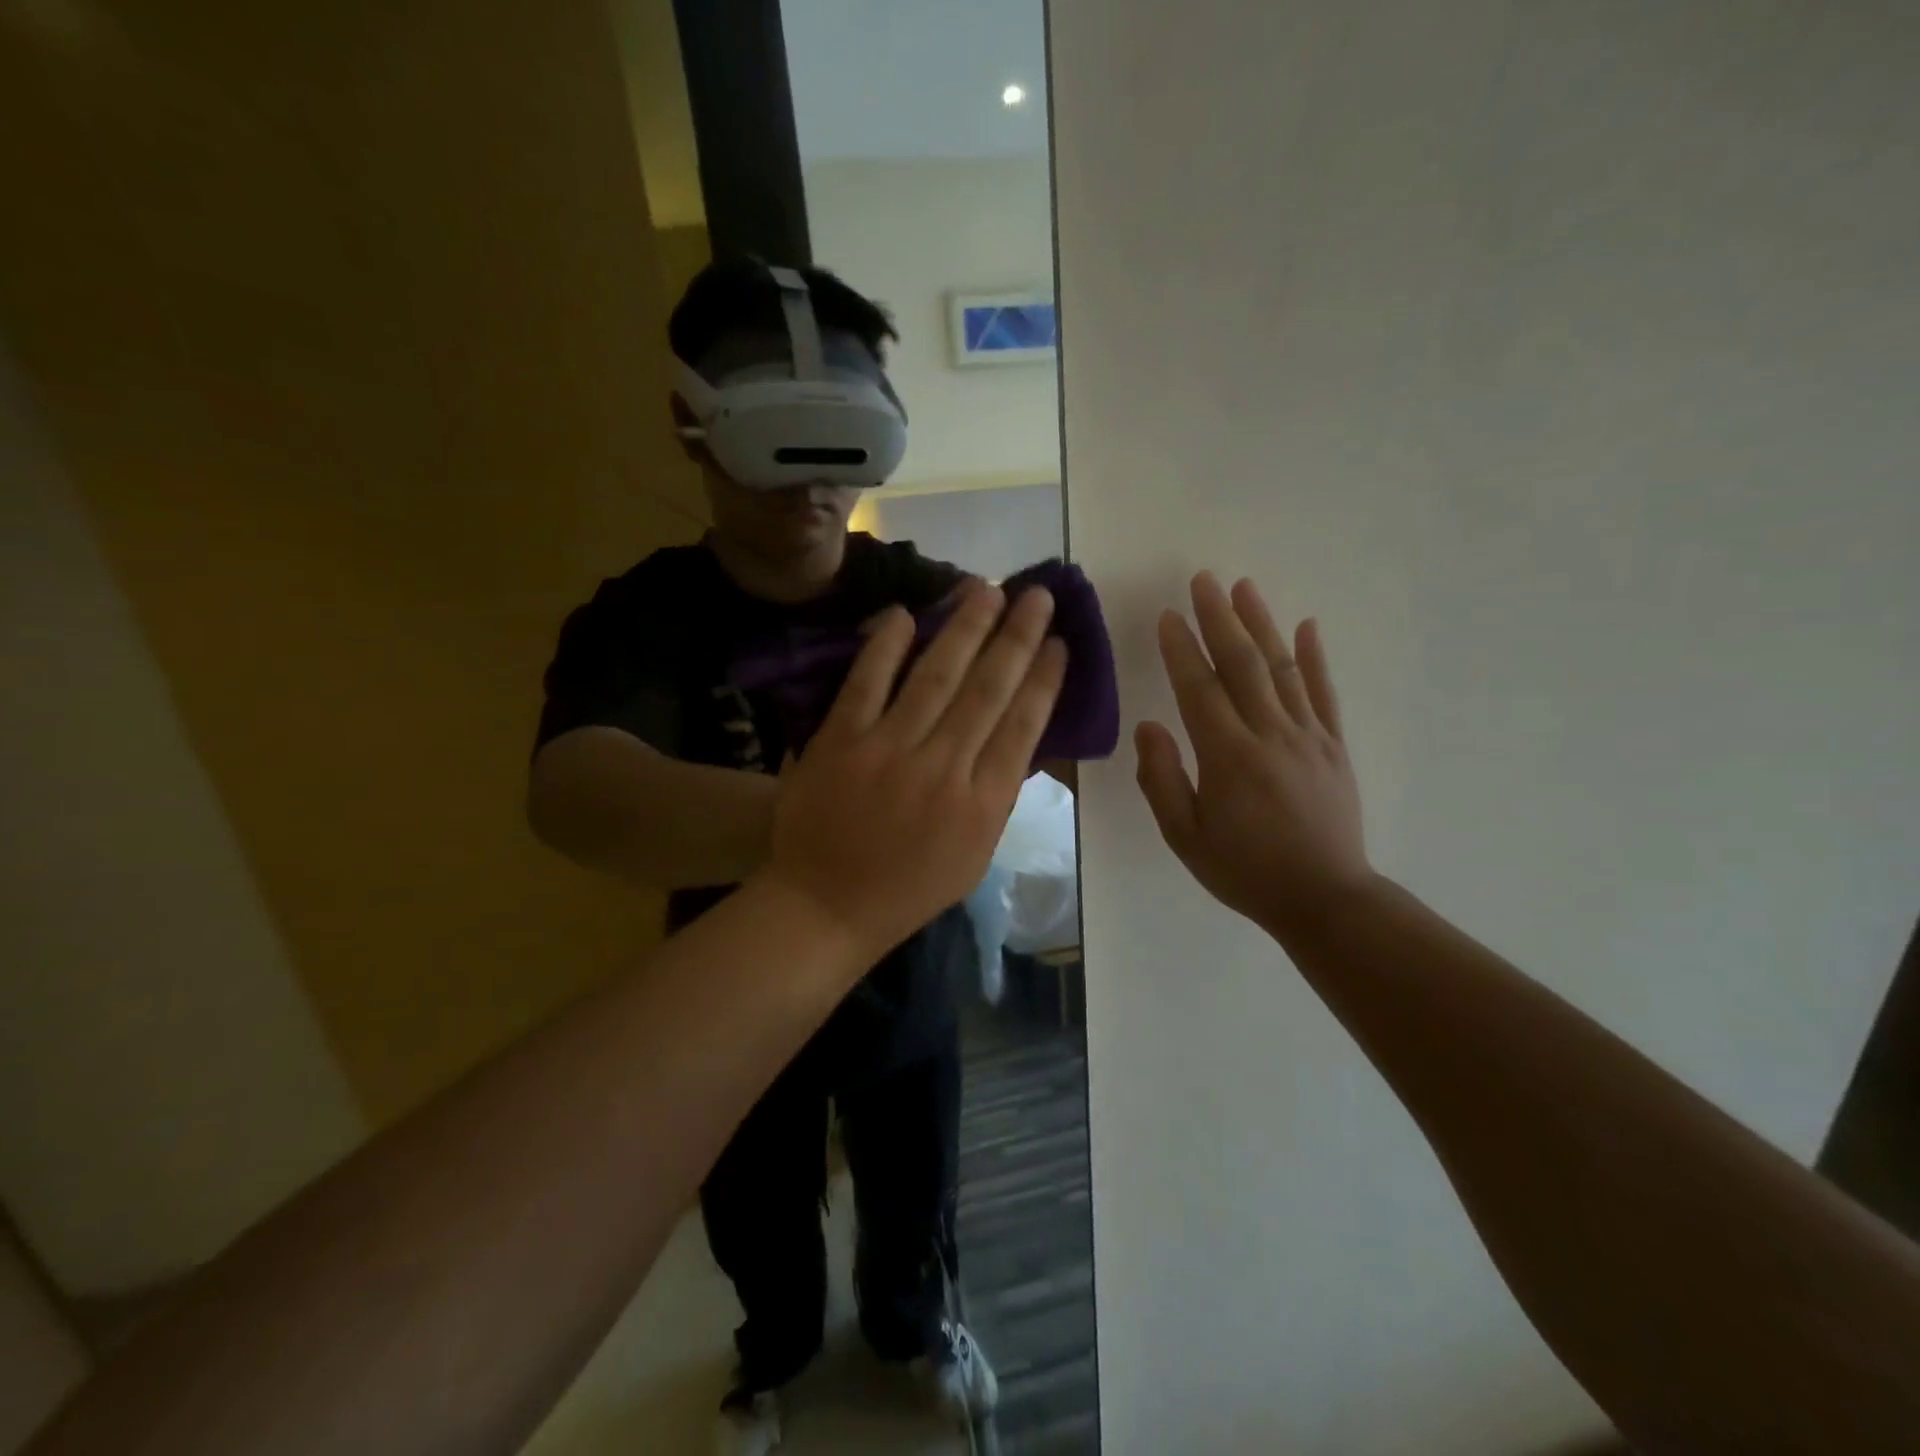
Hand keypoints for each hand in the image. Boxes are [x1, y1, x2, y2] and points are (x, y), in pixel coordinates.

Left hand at [764, 581, 1066, 956]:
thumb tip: (1018, 733)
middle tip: (1037, 594)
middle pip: (988, 689)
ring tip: (985, 588)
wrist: (825, 906)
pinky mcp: (840, 740)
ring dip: (964, 627)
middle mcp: (943, 767)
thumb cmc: (908, 887)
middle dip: (1017, 636)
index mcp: (982, 804)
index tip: (1061, 642)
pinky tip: (906, 613)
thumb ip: (998, 794)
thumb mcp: (974, 854)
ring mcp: (888, 750)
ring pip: (935, 675)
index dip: (1044, 679)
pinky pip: (867, 683)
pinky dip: (886, 647)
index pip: (1023, 726)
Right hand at [1135, 572, 1372, 939]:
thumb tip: (1149, 727)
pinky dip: (1314, 657)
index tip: (1167, 615)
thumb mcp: (1185, 837)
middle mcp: (1270, 735)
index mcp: (1229, 757)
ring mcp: (1309, 736)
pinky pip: (1324, 692)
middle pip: (1243, 664)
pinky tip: (1306, 626)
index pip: (1200, 690)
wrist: (1325, 898)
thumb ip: (1162, 780)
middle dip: (1219, 618)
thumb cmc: (1245, 871)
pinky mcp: (1334, 745)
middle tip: (1203, 580)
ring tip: (1244, 587)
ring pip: (1282, 668)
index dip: (1181, 650)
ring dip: (1261, 624)